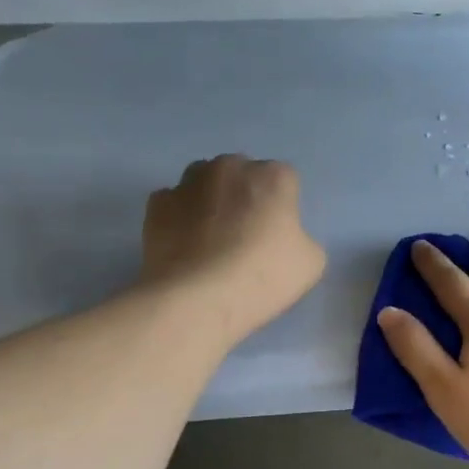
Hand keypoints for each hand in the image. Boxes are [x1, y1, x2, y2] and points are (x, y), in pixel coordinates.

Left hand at [142, 155, 325, 342]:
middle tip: (245, 235)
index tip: (278, 234)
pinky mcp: (157, 204)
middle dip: (244, 195)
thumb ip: (301, 237)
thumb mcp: (311, 263)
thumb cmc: (263, 277)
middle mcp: (230, 167)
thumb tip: (281, 237)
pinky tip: (184, 244)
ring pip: (203, 181)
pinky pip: (173, 202)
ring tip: (210, 238)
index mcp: (273, 177)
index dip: (283, 206)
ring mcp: (188, 183)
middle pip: (242, 173)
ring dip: (210, 199)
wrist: (196, 300)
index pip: (285, 180)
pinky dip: (179, 216)